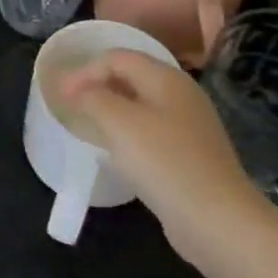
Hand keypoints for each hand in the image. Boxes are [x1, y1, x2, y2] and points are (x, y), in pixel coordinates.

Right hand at [59, 49, 270, 266]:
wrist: (217, 220)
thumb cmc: (164, 162)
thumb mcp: (118, 122)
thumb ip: (92, 97)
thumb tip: (78, 90)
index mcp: (166, 78)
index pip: (117, 57)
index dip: (85, 71)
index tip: (60, 96)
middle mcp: (181, 94)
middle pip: (131, 76)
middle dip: (97, 86)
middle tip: (70, 106)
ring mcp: (190, 125)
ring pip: (141, 105)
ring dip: (111, 110)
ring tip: (88, 126)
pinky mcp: (191, 154)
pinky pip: (151, 130)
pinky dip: (128, 132)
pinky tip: (117, 152)